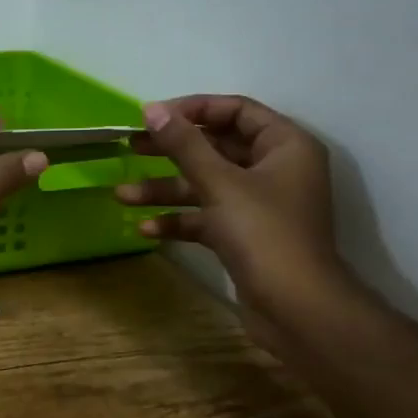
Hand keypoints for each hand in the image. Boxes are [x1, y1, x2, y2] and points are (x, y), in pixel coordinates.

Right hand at [117, 96, 354, 344]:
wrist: (296, 308)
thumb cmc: (263, 233)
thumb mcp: (219, 183)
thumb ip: (184, 145)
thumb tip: (153, 108)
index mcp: (284, 146)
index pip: (237, 111)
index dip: (194, 109)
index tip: (153, 116)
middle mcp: (275, 170)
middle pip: (216, 148)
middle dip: (171, 151)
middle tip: (130, 147)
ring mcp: (260, 205)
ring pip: (206, 185)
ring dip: (165, 190)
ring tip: (121, 195)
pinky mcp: (246, 236)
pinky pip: (207, 217)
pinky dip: (179, 220)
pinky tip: (145, 230)